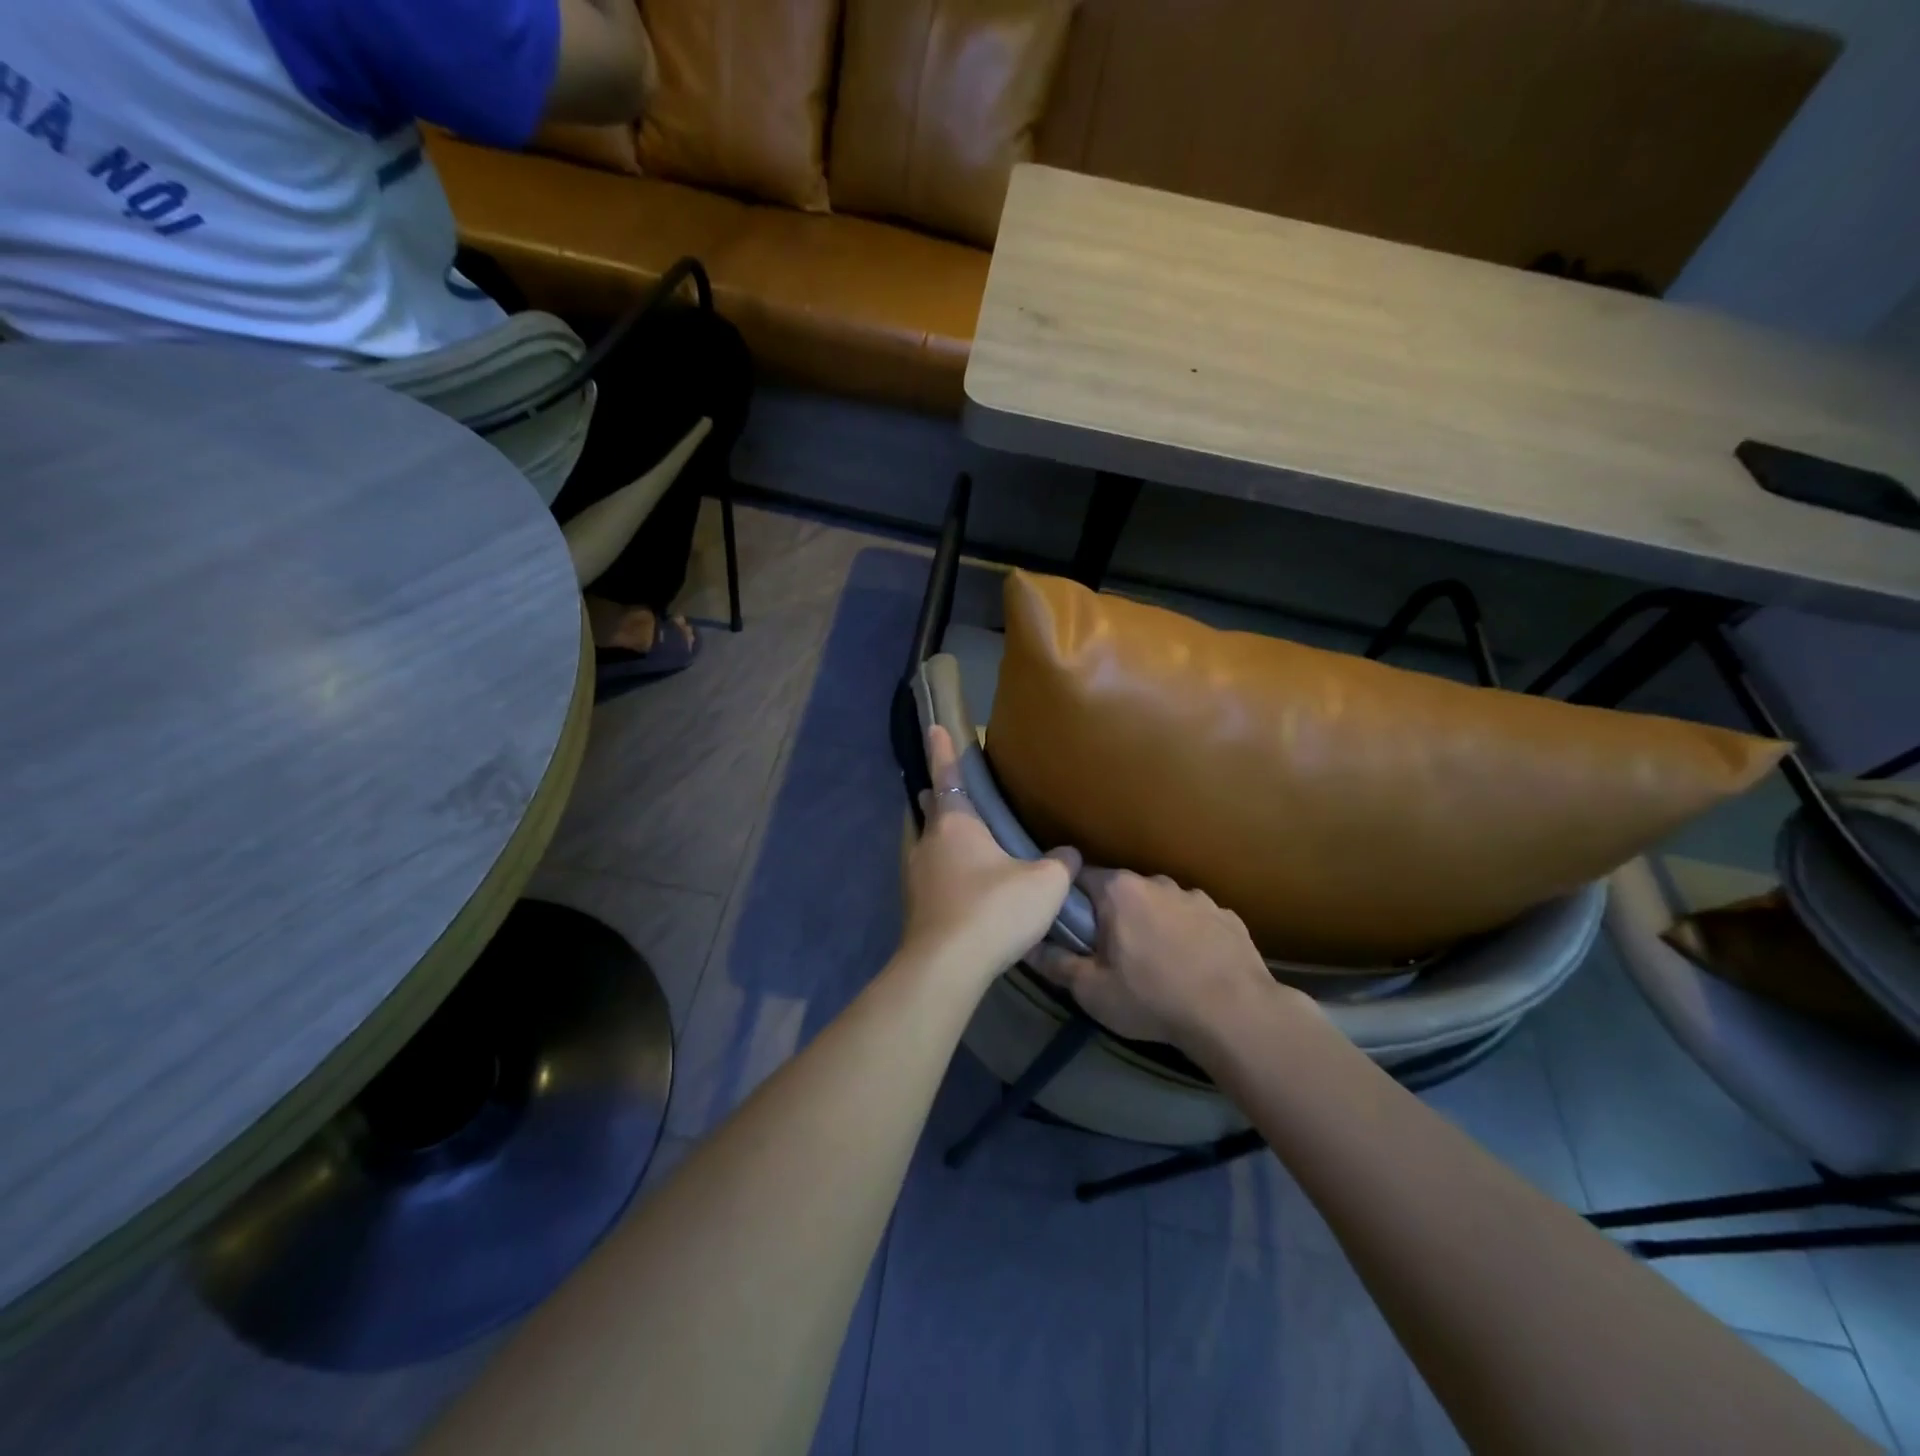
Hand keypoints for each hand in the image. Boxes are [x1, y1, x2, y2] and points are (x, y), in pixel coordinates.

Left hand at [901, 727, 1079, 985]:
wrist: (946, 967)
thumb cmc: (993, 910)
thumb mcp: (1043, 884)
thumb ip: (1060, 864)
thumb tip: (1070, 854)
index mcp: (955, 825)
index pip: (947, 776)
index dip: (941, 750)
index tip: (933, 726)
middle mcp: (928, 843)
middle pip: (930, 810)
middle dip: (938, 796)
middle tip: (951, 789)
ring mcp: (915, 876)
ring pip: (925, 843)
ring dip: (938, 835)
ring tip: (960, 838)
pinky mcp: (914, 907)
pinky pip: (928, 874)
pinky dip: (941, 868)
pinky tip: (960, 883)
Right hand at [1029, 870, 1297, 1047]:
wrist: (1235, 1015)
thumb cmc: (1152, 998)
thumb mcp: (1092, 990)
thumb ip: (1056, 964)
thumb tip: (1028, 946)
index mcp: (1119, 891)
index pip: (1081, 879)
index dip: (1071, 902)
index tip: (1071, 928)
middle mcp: (1157, 882)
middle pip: (1123, 892)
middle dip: (1115, 916)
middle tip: (1114, 954)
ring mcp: (1197, 897)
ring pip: (1163, 905)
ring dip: (1155, 925)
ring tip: (1159, 964)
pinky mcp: (1228, 916)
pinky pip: (1197, 921)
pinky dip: (1191, 937)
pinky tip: (1195, 968)